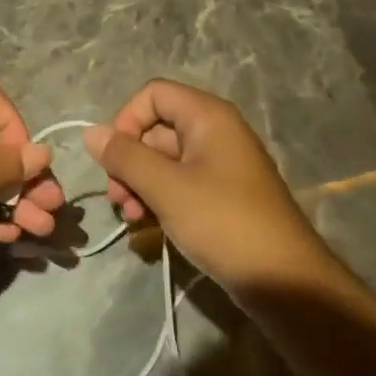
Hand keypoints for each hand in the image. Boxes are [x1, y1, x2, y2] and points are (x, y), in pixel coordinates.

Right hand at [83, 79, 322, 290]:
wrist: (285, 281)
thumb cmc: (223, 222)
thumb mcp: (166, 188)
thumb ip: (124, 157)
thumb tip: (90, 132)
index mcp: (208, 116)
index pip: (153, 95)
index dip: (126, 120)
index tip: (113, 159)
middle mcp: (215, 132)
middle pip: (155, 129)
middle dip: (128, 161)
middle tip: (117, 198)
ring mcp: (219, 165)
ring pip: (163, 160)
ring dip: (138, 184)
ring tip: (130, 217)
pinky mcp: (220, 195)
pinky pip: (179, 183)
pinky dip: (158, 198)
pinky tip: (146, 224)